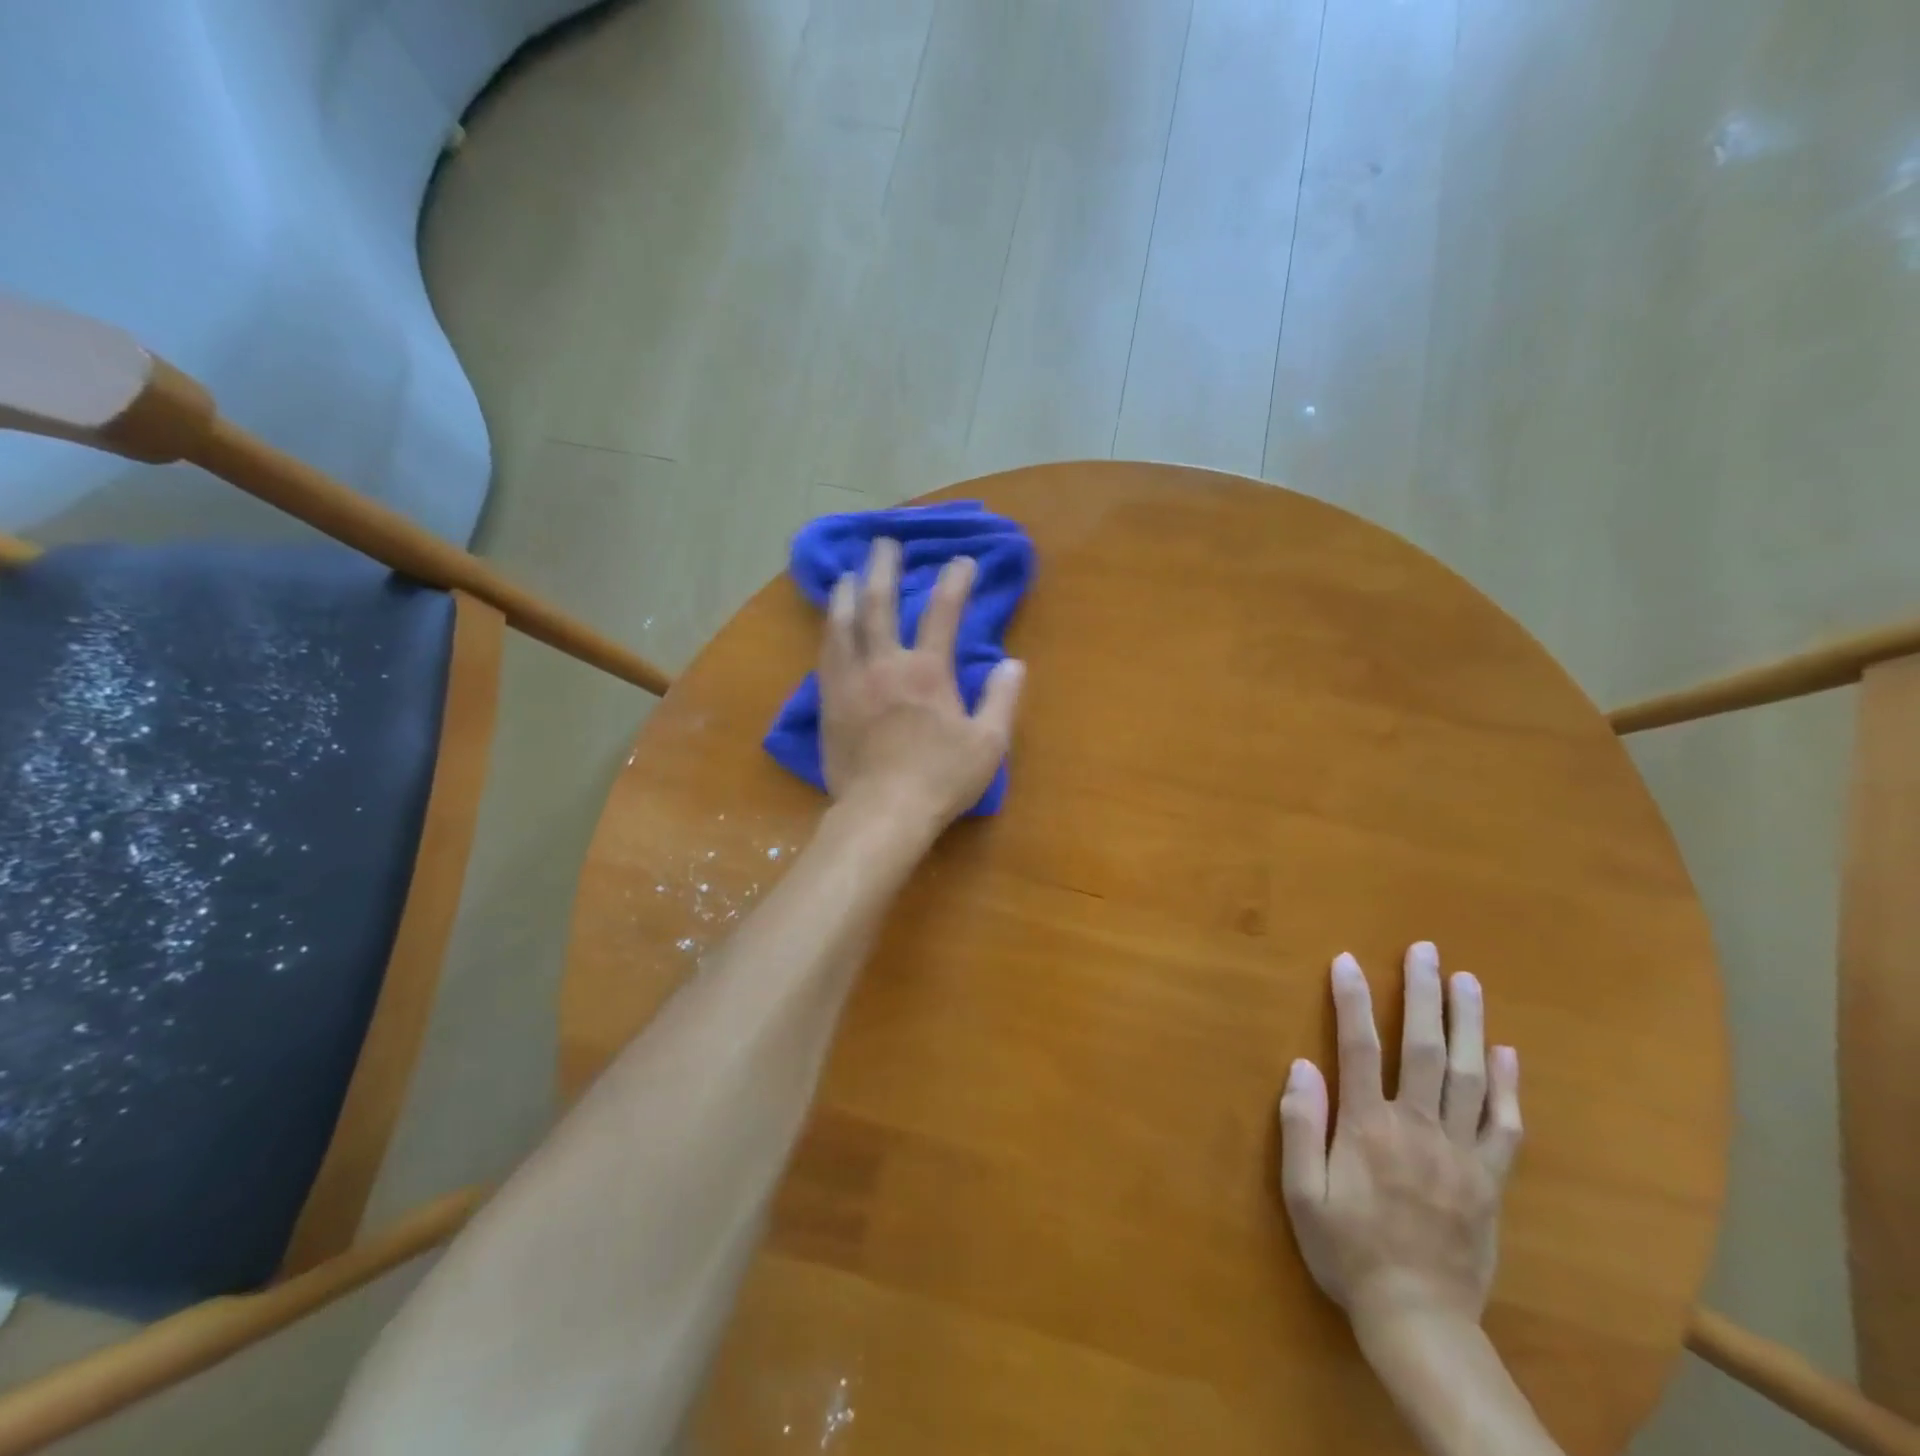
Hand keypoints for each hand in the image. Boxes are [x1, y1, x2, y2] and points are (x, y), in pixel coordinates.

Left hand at [818, 537, 1024, 835]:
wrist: (882, 812)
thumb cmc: (940, 779)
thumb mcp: (988, 743)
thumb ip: (1002, 699)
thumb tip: (1014, 663)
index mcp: (927, 671)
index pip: (943, 612)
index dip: (954, 581)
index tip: (963, 561)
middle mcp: (884, 665)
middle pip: (879, 603)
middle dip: (883, 567)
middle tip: (883, 543)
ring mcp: (851, 682)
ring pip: (842, 625)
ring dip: (846, 594)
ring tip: (848, 576)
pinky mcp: (829, 703)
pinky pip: (825, 657)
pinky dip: (829, 634)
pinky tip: (829, 629)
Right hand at [1278, 943, 1522, 1338]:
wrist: (1419, 1320)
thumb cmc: (1348, 1251)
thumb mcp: (1303, 1194)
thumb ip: (1302, 1127)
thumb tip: (1302, 1065)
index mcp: (1368, 1128)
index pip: (1358, 1048)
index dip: (1352, 1001)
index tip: (1347, 960)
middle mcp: (1418, 1128)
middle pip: (1423, 1049)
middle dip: (1423, 995)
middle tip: (1426, 951)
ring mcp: (1461, 1153)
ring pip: (1467, 1076)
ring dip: (1467, 1024)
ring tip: (1467, 981)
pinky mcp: (1489, 1179)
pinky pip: (1504, 1125)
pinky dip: (1506, 1086)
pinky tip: (1505, 1054)